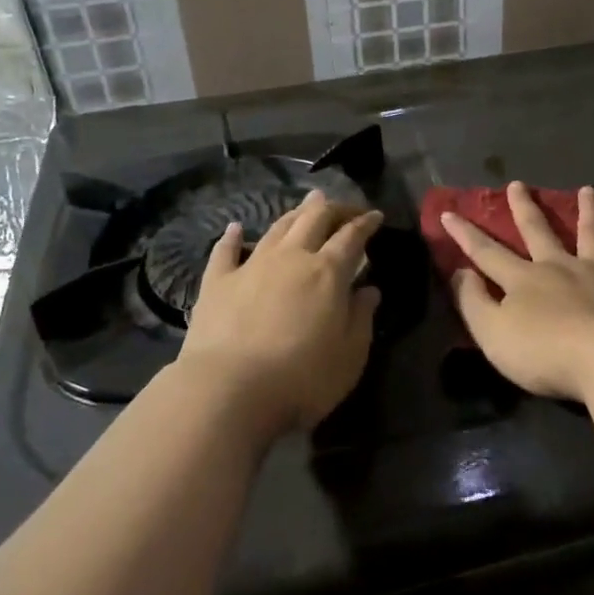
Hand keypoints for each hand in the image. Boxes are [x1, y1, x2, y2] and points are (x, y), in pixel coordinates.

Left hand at [180, 190, 383, 435]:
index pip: (352, 236)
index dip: (365, 223)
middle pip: (314, 219)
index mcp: (327, 272)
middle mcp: (291, 258)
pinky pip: (225, 251)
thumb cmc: (301, 378)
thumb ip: (361, 318)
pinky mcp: (217, 282)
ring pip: (277, 228)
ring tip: (306, 204)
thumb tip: (369, 290)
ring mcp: (251, 266)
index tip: (375, 216)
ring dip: (295, 213)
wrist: (229, 390)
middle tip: (344, 207)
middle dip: (333, 208)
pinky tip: (235, 228)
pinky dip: (232, 237)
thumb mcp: (349, 356)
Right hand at [441, 182, 593, 402]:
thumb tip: (460, 272)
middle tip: (519, 184)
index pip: (487, 253)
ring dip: (589, 212)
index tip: (449, 212)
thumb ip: (473, 302)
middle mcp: (560, 267)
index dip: (466, 234)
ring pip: (593, 235)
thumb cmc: (543, 353)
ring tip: (589, 189)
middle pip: (539, 232)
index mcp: (524, 280)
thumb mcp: (492, 334)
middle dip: (525, 208)